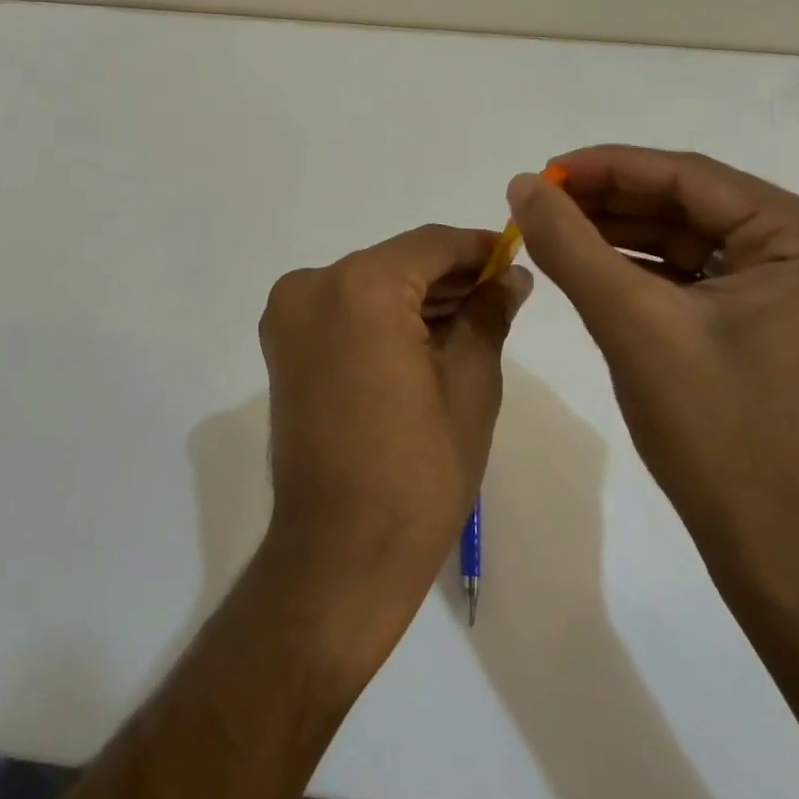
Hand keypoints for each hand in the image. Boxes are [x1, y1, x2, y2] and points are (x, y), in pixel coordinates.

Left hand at [257, 225, 531, 659]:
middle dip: (450, 276)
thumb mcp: (470, 385)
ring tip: (474, 317)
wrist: (339, 553)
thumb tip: (511, 276)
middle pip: (396, 263)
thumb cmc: (418, 471)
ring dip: (417, 298)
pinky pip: (344, 311)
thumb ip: (488, 314)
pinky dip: (383, 317)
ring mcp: (290, 316)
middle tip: (502, 293)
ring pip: (369, 286)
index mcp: (360, 286)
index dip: (477, 247)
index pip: (431, 244)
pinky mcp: (284, 346)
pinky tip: (428, 336)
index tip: (514, 257)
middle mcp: (312, 285)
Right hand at [506, 147, 798, 582]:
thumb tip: (520, 183)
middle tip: (538, 201)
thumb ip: (570, 244)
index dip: (605, 168)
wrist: (775, 549)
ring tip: (550, 227)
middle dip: (608, 200)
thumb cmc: (716, 430)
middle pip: (687, 202)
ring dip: (616, 230)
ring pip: (685, 234)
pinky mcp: (766, 315)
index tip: (540, 173)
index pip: (688, 177)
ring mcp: (791, 284)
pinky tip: (585, 261)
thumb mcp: (631, 322)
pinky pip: (691, 270)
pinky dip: (637, 265)